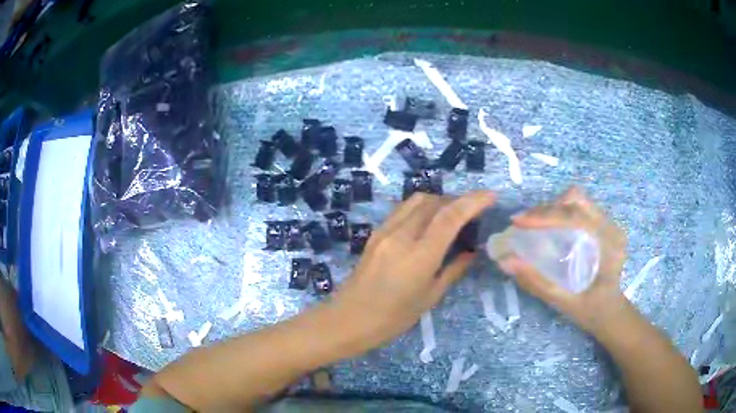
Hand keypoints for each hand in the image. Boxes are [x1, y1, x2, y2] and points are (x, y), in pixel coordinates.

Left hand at [331, 191, 494, 351]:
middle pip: (433, 201)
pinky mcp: (375, 233)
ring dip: (439, 201)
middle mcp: (401, 235)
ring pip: (416, 200)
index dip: (473, 201)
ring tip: (452, 215)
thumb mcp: (429, 298)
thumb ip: (453, 271)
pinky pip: (403, 209)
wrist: (347, 319)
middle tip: (473, 211)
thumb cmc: (392, 318)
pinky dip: (422, 207)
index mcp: (419, 256)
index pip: (450, 216)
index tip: (491, 196)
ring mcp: (385, 231)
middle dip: (457, 200)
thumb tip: (472, 253)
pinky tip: (428, 222)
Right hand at [497, 187, 628, 334]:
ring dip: (553, 208)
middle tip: (524, 225)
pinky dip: (560, 213)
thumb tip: (506, 261)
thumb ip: (537, 282)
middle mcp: (611, 227)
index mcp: (609, 243)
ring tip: (533, 226)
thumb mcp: (564, 301)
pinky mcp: (603, 226)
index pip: (576, 216)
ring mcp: (609, 224)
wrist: (611, 314)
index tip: (518, 222)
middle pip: (577, 200)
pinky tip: (549, 230)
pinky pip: (579, 208)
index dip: (545, 215)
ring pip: (578, 201)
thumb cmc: (592, 311)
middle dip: (547, 208)